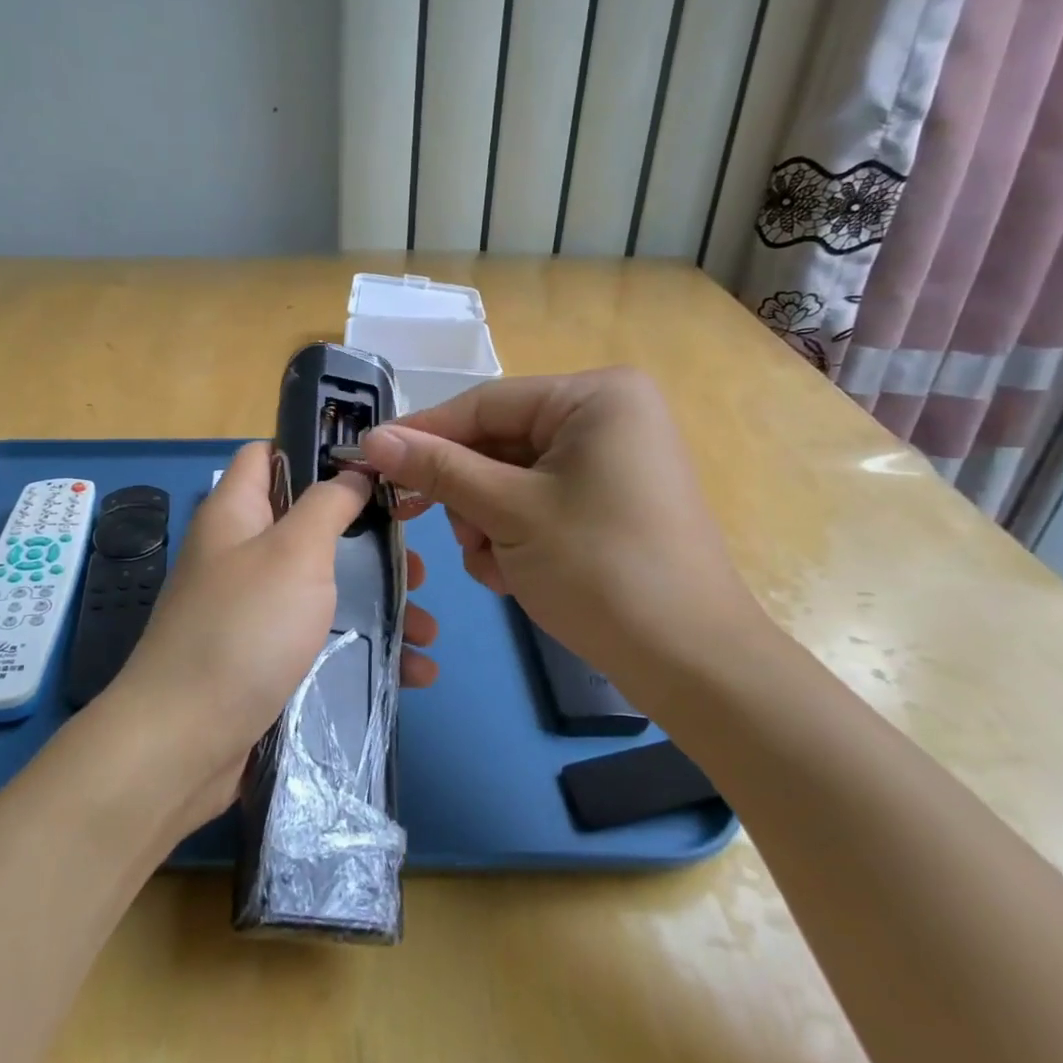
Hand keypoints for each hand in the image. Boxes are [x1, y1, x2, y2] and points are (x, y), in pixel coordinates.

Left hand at [95, 442, 436, 834]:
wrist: (184, 743)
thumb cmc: (244, 628)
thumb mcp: (294, 552)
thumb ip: (327, 505)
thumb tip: (351, 473)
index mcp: (236, 514)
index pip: (268, 455)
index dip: (316, 451)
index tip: (374, 467)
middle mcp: (240, 555)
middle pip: (310, 527)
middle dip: (368, 542)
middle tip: (415, 561)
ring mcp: (252, 611)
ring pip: (325, 588)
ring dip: (379, 603)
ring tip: (428, 627)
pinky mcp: (265, 660)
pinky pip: (322, 640)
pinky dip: (365, 649)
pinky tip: (414, 670)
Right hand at [358, 368, 763, 695]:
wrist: (692, 665)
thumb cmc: (600, 570)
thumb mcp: (508, 512)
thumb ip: (438, 469)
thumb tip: (372, 439)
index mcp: (595, 397)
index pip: (485, 404)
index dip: (424, 433)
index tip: (370, 458)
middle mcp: (607, 417)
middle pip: (499, 443)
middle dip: (466, 493)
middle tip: (430, 524)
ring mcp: (612, 462)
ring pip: (513, 478)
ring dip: (487, 521)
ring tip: (493, 564)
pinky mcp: (610, 502)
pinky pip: (539, 501)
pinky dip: (516, 535)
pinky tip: (513, 574)